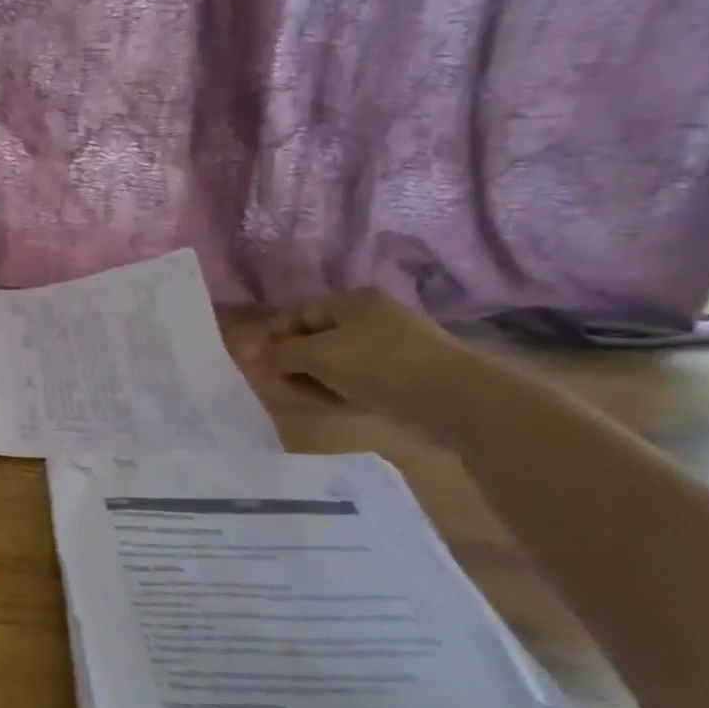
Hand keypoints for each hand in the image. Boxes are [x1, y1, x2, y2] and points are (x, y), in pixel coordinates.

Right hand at [234, 287, 477, 428]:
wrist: (454, 399)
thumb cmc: (380, 364)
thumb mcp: (320, 354)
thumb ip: (282, 354)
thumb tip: (255, 357)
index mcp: (353, 302)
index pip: (300, 312)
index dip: (274, 335)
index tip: (254, 362)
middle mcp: (370, 319)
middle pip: (315, 337)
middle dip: (290, 360)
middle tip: (272, 385)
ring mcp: (387, 349)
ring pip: (333, 362)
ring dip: (310, 379)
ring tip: (297, 399)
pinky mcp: (399, 377)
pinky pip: (354, 380)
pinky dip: (335, 390)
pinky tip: (327, 405)